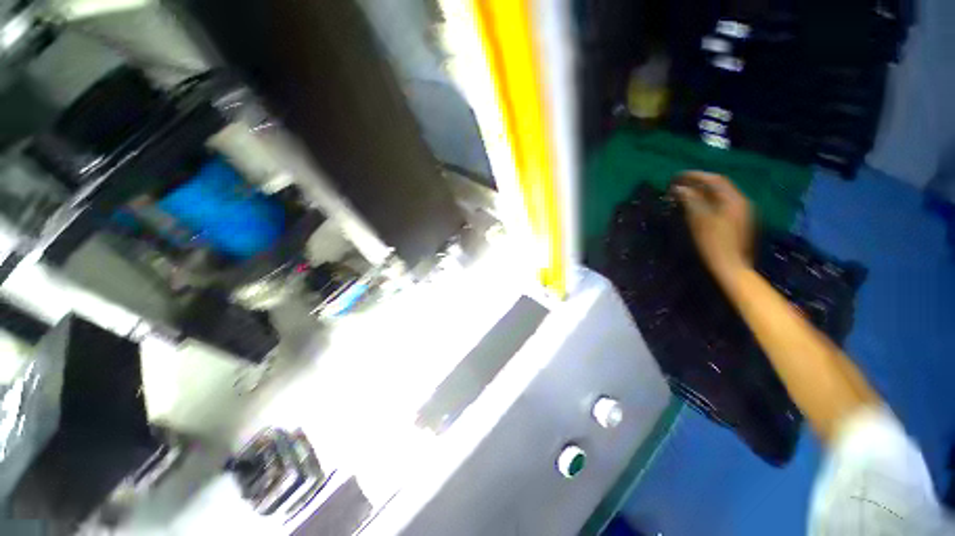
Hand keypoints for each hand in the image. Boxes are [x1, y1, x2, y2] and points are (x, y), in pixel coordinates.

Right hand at [673, 171, 753, 277]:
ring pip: (720, 194)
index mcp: (733, 199)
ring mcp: (741, 210)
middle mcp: (740, 201)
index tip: (677, 176)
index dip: (694, 176)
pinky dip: (708, 199)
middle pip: (718, 185)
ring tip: (684, 193)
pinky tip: (696, 204)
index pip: (713, 180)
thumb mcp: (699, 221)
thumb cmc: (714, 244)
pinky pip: (722, 202)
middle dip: (698, 182)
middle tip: (679, 184)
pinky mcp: (738, 219)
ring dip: (702, 191)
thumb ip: (691, 201)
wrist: (731, 265)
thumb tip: (679, 188)